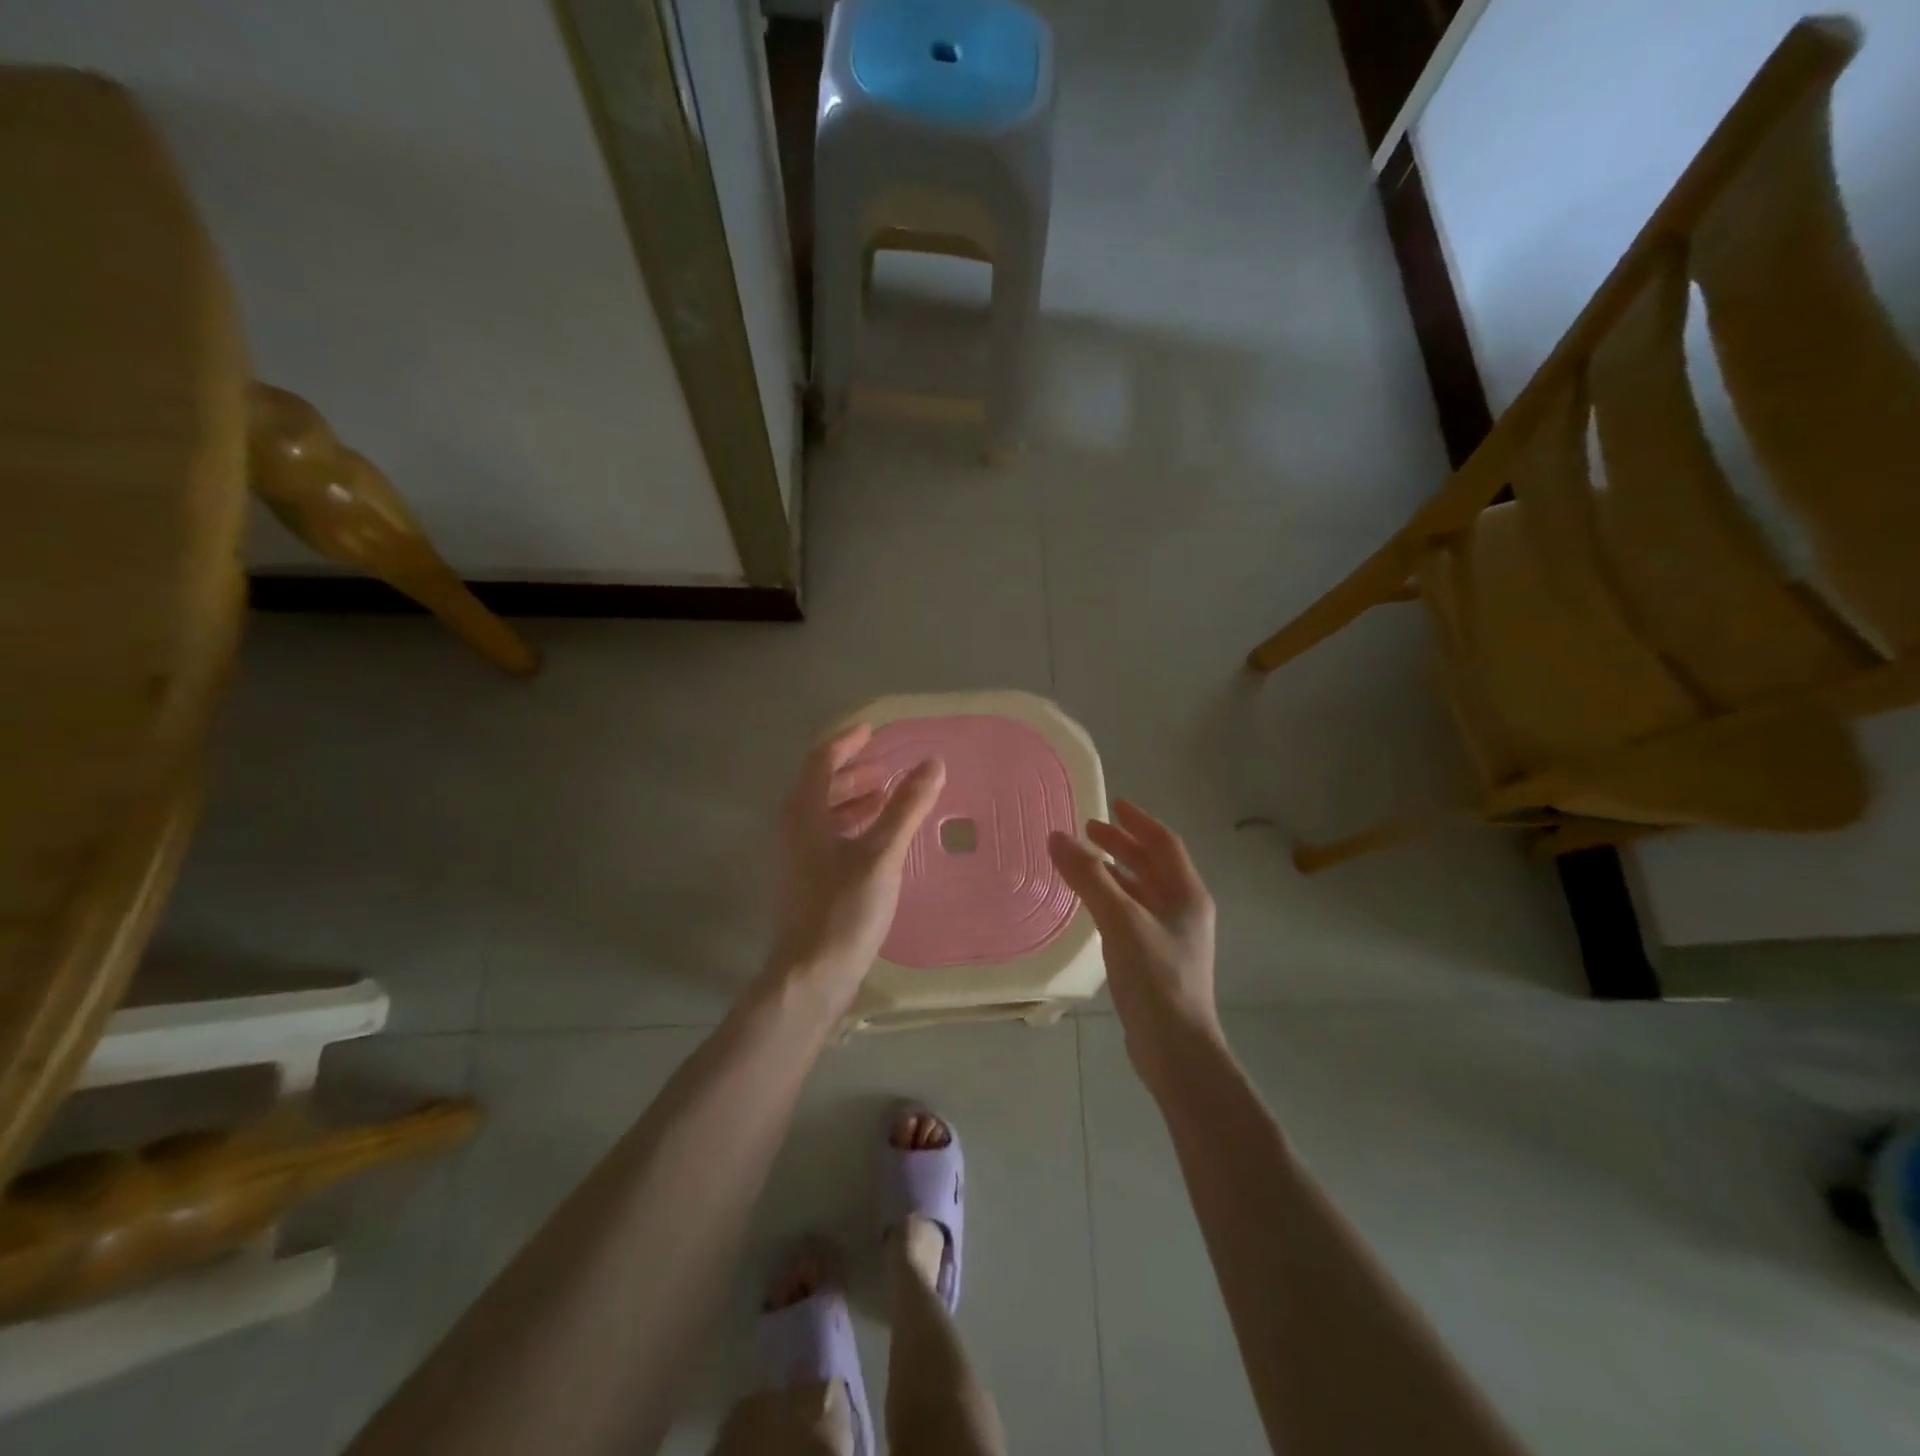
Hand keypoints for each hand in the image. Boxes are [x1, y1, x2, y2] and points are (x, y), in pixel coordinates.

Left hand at [769, 723, 945, 1007]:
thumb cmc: (844, 908)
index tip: (873, 731)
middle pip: (821, 786)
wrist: (812, 973)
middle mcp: (795, 829)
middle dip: (854, 771)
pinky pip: (830, 836)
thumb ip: (906, 807)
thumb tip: (932, 763)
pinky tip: (879, 839)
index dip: (846, 742)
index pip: (820, 761)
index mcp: (804, 813)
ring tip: (888, 797)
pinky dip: (854, 825)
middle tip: (888, 768)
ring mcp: (799, 857)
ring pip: (825, 813)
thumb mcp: (881, 853)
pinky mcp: (809, 881)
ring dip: (855, 799)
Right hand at [1048, 801, 1221, 1081]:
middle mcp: (1184, 910)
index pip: (1164, 843)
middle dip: (1122, 845)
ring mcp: (1172, 937)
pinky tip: (1092, 907)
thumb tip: (1057, 837)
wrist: (1176, 1050)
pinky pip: (1133, 914)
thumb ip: (1089, 878)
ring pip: (1143, 891)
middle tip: (1088, 831)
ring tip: (1083, 863)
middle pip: (1153, 865)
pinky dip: (1113, 899)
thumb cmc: (1155, 978)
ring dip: (1116, 872)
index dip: (1138, 821)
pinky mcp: (1157, 960)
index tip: (1112, 804)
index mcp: (1187, 894)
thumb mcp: (1121, 921)